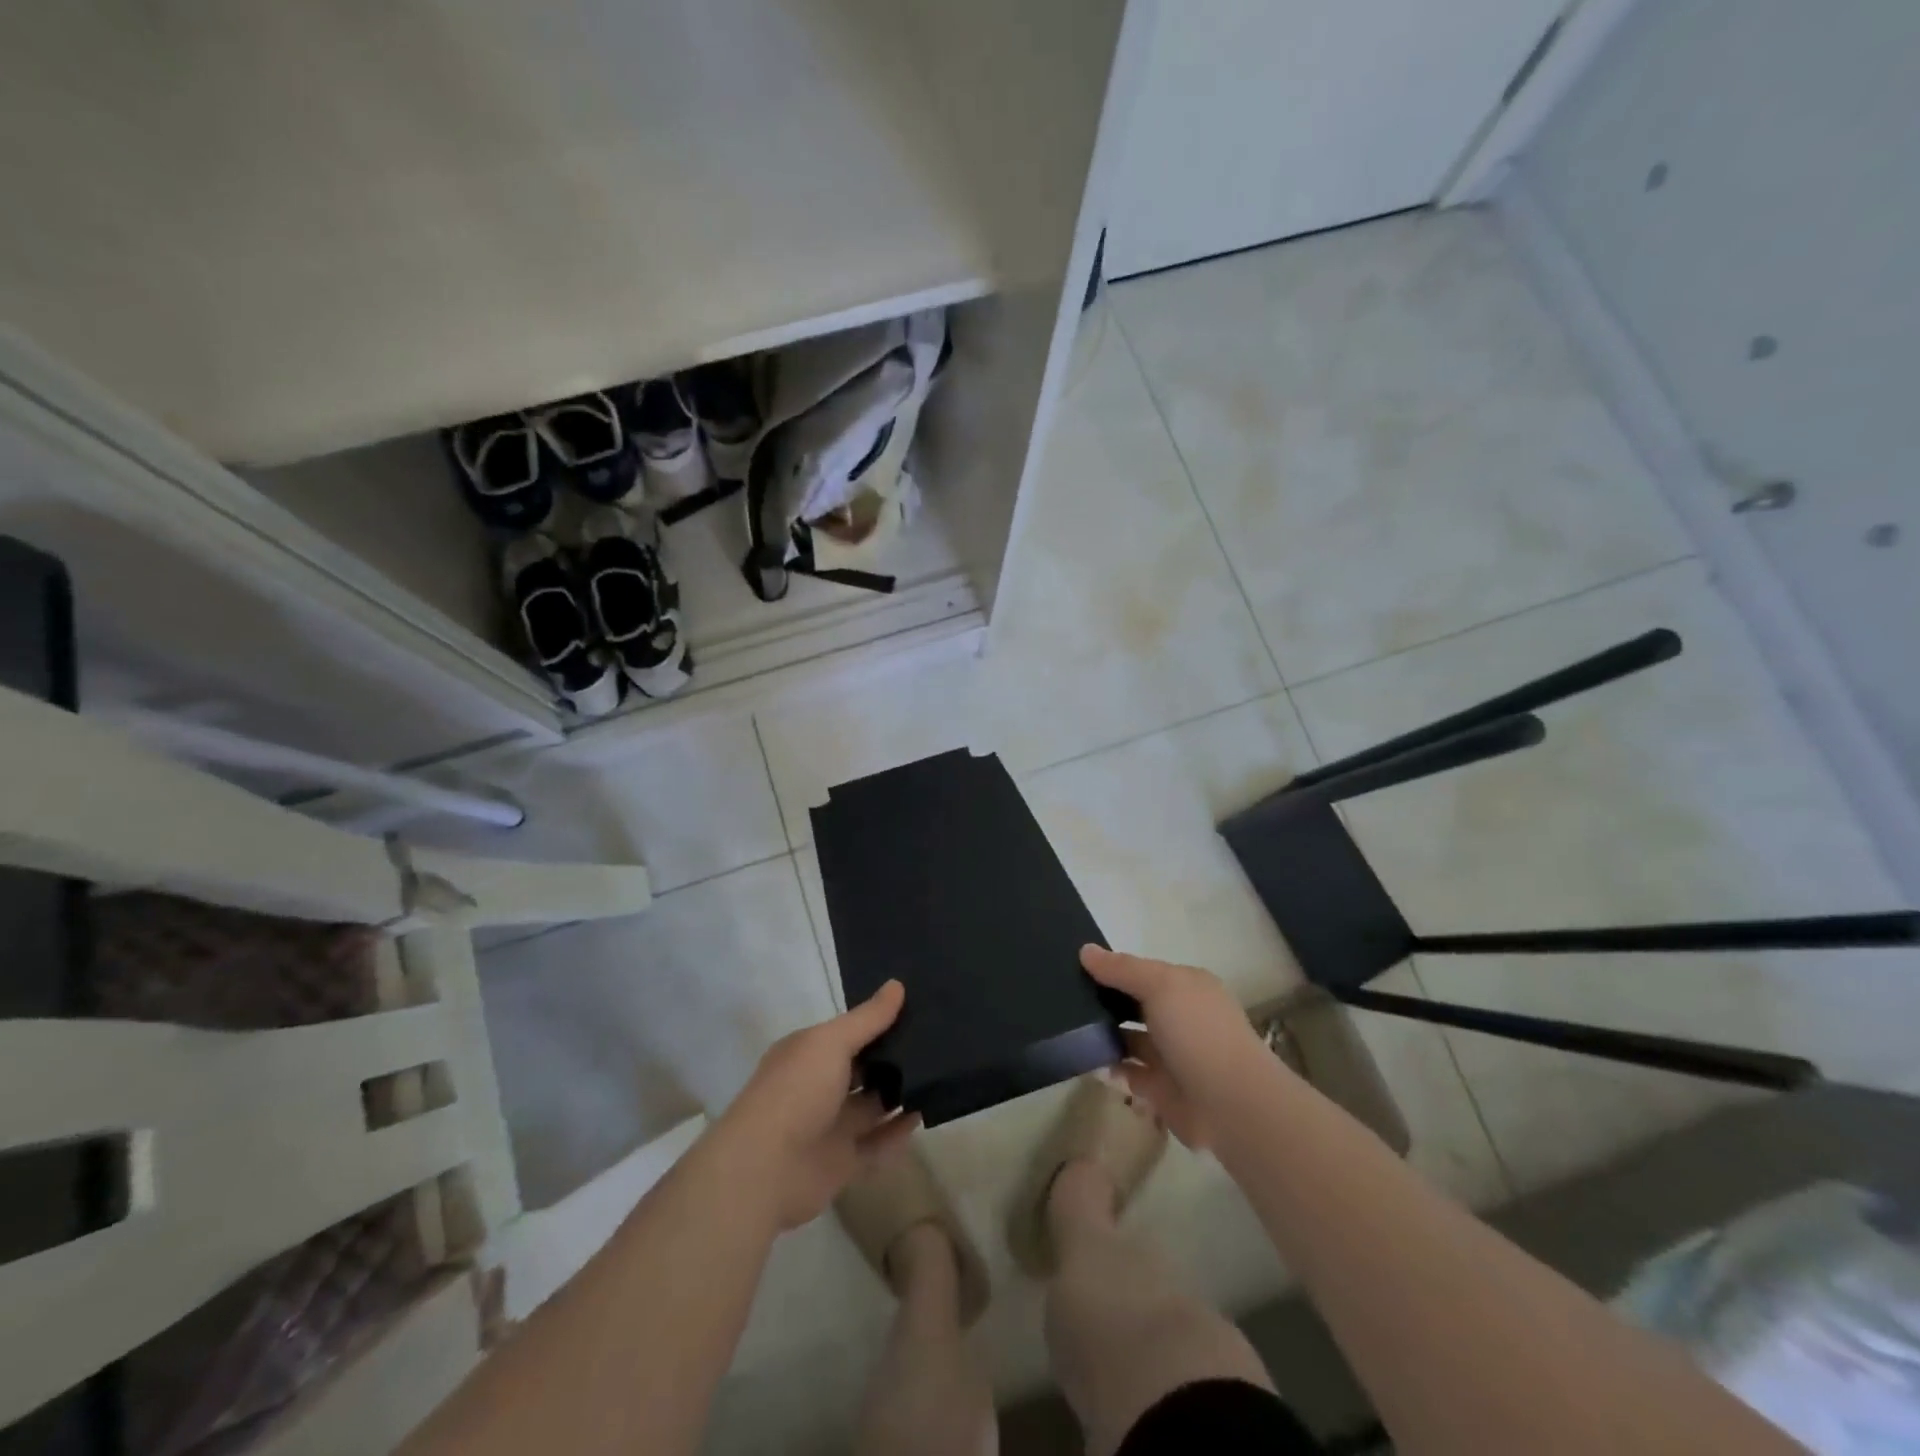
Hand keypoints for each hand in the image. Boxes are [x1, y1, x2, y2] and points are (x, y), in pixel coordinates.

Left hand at [712, 981, 919, 1229]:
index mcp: (809, 1054)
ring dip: (900, 1094)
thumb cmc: (797, 1091)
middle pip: (863, 1069)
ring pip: (872, 1106)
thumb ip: (868, 1018)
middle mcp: (818, 1087)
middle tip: (938, 1040)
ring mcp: (830, 1126)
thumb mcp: (832, 1042)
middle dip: (894, 1057)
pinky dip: (898, 1133)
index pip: (848, 1033)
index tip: (915, 1007)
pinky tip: (924, 1115)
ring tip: (939, 1075)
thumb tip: (897, 985)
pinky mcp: (842, 1162)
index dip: (878, 1022)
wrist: (765, 1170)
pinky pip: (877, 1145)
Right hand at [1083, 945, 1279, 1149]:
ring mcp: (1172, 1054)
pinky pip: (1127, 1072)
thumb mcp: (1160, 986)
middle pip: (1135, 1003)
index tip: (1075, 965)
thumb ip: (1122, 969)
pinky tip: (1082, 1059)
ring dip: (1104, 1034)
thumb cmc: (1198, 1032)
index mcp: (1187, 987)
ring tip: (1066, 1026)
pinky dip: (1108, 1067)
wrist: (1232, 1106)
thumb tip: (1085, 950)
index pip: (1144, 971)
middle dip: (1105, 1000)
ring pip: (1130, 1038)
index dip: (1113, 968)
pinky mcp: (1161, 1088)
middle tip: (1063, 996)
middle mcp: (1181, 1018)